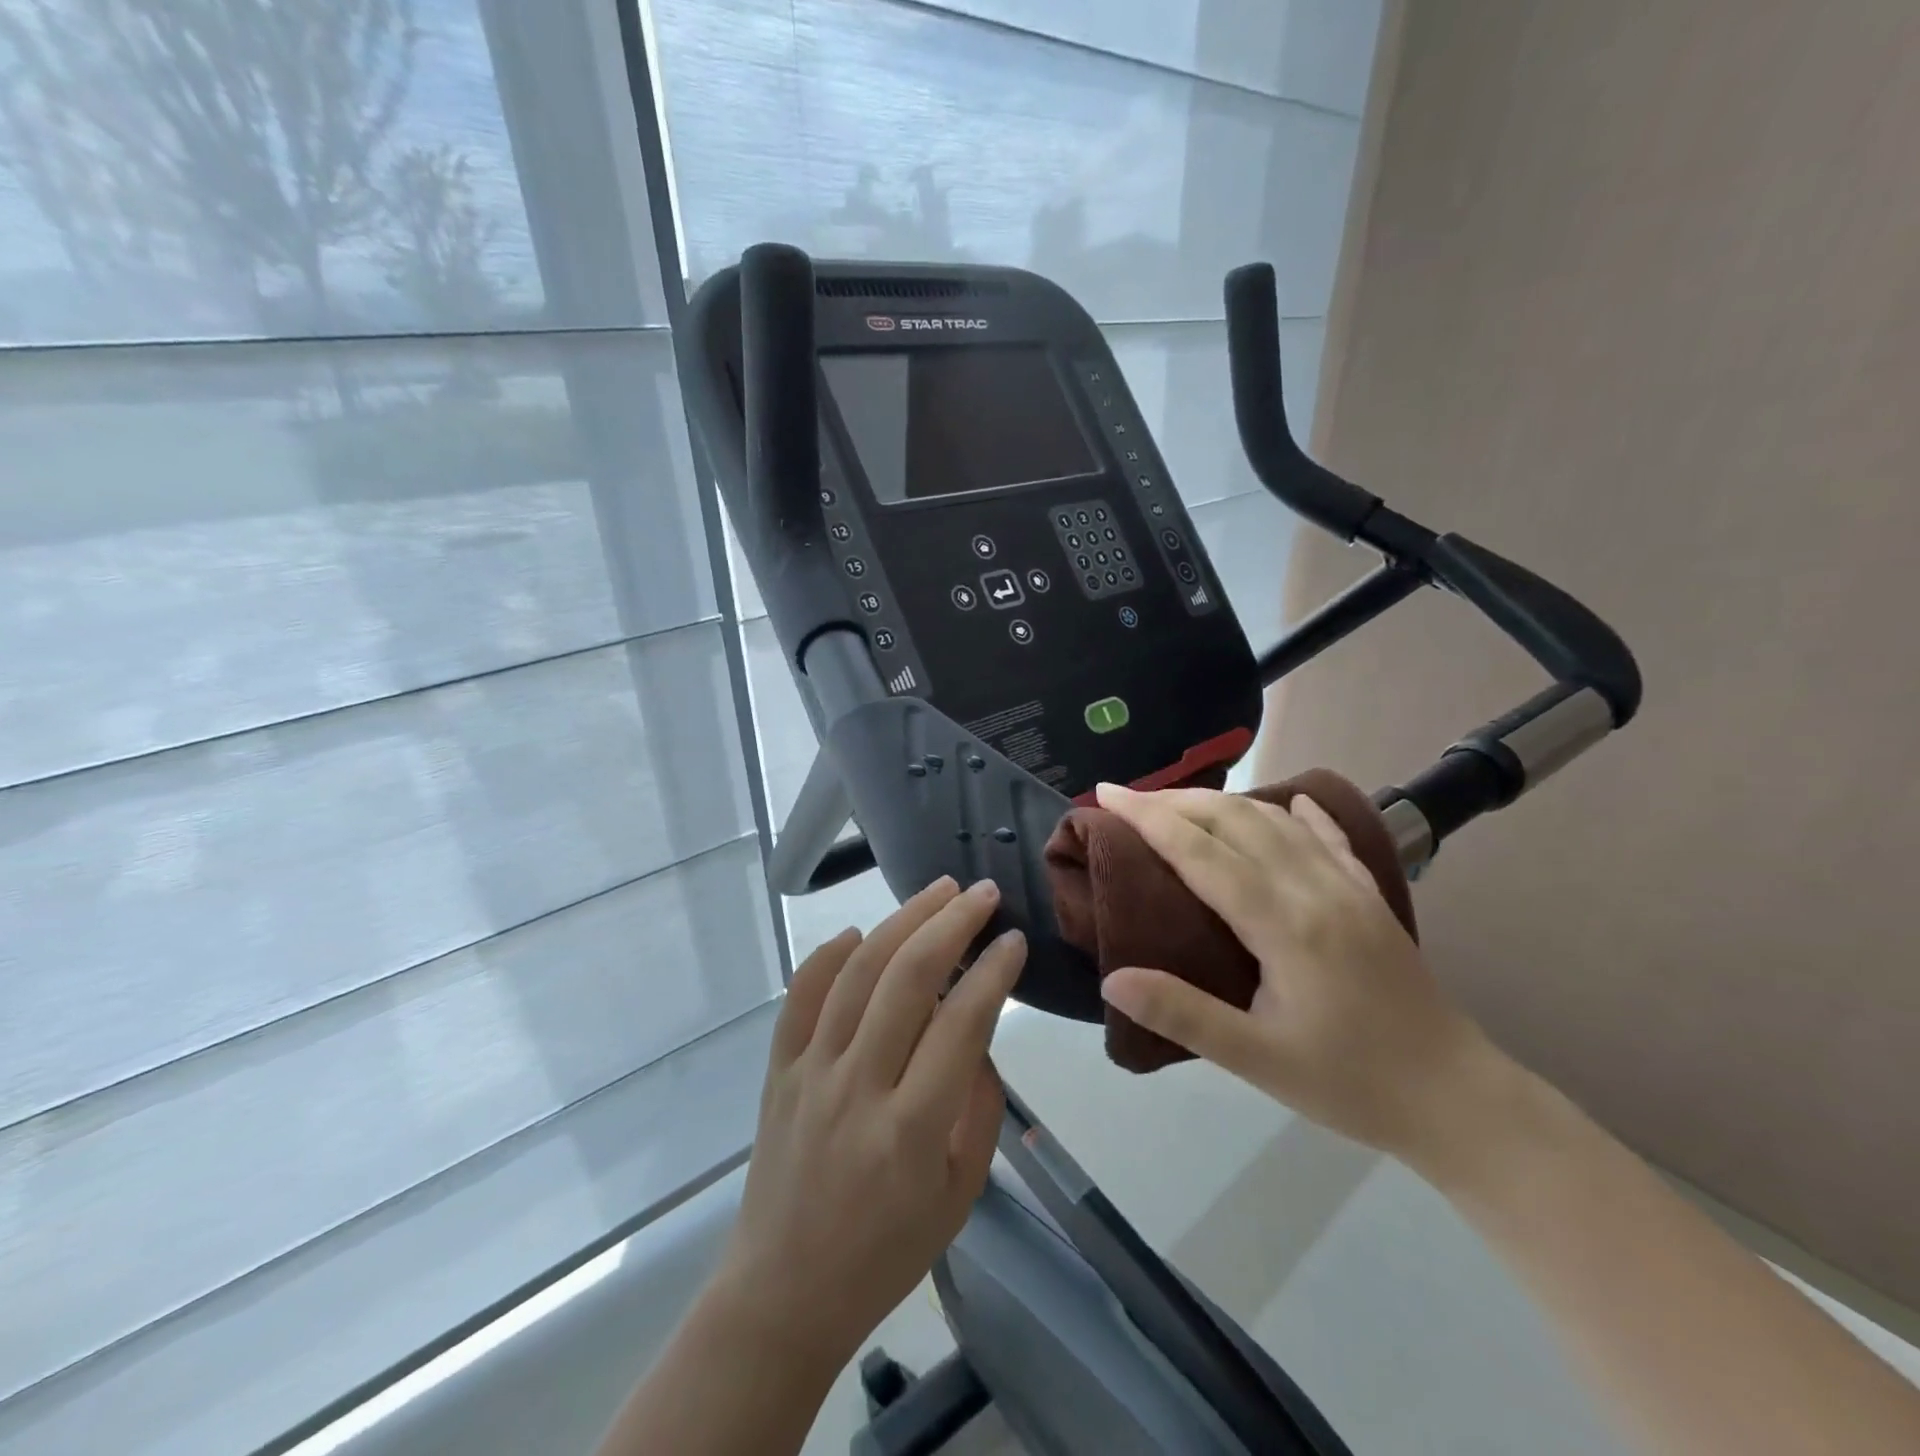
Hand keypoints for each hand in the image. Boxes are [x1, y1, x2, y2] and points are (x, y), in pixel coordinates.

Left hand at [715, 877, 1024, 1370]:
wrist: (784, 1293)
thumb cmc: (887, 1250)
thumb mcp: (960, 1193)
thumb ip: (980, 1106)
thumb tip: (980, 1028)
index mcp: (911, 1129)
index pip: (961, 1024)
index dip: (993, 972)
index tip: (1014, 940)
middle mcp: (858, 1088)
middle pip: (908, 979)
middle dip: (951, 924)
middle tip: (980, 892)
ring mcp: (810, 1073)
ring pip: (856, 973)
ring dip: (900, 922)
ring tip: (936, 891)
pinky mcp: (776, 1071)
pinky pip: (799, 997)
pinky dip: (827, 957)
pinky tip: (858, 932)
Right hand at [1093, 783, 1493, 1158]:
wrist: (1460, 1102)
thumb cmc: (1351, 1084)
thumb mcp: (1259, 1061)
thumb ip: (1183, 1014)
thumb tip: (1112, 979)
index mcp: (1284, 924)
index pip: (1201, 851)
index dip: (1148, 818)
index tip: (1106, 794)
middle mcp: (1314, 888)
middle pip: (1235, 820)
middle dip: (1175, 800)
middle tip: (1128, 799)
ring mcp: (1348, 888)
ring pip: (1276, 821)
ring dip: (1223, 803)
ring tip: (1180, 803)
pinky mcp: (1370, 898)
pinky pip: (1329, 839)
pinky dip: (1300, 814)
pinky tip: (1291, 803)